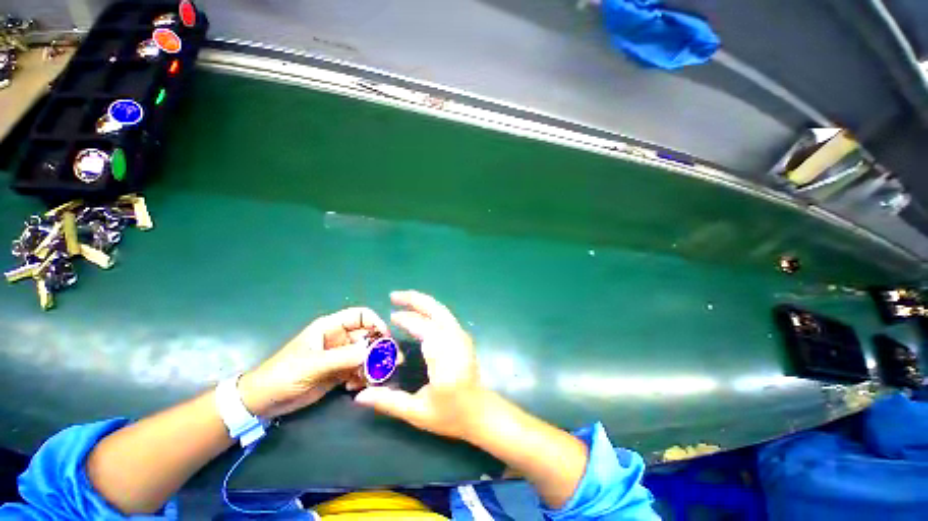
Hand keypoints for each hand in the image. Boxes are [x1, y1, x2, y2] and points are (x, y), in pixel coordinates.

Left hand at [240, 307, 388, 418]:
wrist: (263, 402)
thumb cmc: (283, 375)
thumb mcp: (313, 365)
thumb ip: (344, 357)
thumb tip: (374, 353)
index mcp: (331, 327)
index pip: (361, 316)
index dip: (376, 323)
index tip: (386, 339)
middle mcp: (339, 339)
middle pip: (368, 336)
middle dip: (380, 348)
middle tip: (392, 363)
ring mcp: (340, 356)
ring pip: (366, 355)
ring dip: (373, 366)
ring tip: (373, 379)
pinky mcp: (340, 372)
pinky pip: (360, 370)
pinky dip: (362, 378)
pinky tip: (353, 388)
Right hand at [355, 291, 487, 440]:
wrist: (481, 412)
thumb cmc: (451, 414)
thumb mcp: (418, 412)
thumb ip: (389, 402)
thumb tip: (360, 397)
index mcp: (444, 356)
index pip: (424, 328)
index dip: (407, 319)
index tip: (392, 317)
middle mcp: (455, 339)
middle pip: (436, 310)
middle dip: (415, 299)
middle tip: (395, 295)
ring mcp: (461, 336)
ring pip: (442, 311)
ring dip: (423, 302)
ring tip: (404, 300)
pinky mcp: (463, 337)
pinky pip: (445, 317)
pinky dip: (431, 311)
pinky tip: (419, 314)